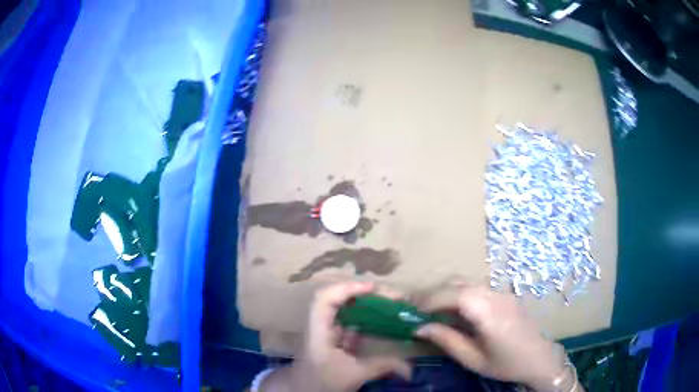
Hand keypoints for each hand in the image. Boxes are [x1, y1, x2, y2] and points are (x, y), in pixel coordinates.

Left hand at [261, 282, 410, 391]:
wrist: (304, 391)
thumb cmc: (322, 381)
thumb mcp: (353, 375)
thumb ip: (382, 367)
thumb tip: (411, 368)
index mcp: (318, 330)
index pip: (325, 299)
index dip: (347, 288)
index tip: (372, 288)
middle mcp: (321, 326)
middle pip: (340, 300)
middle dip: (366, 295)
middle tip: (392, 297)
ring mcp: (327, 332)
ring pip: (347, 311)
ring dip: (368, 305)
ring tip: (392, 303)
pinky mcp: (335, 341)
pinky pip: (351, 324)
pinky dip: (367, 320)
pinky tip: (383, 321)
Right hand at [414, 284, 572, 390]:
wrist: (539, 358)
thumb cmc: (506, 364)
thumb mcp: (473, 359)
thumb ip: (447, 340)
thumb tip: (420, 328)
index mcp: (489, 313)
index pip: (456, 294)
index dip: (432, 298)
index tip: (414, 310)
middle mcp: (496, 296)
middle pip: (460, 283)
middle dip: (436, 294)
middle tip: (420, 311)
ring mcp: (502, 293)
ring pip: (468, 283)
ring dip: (448, 293)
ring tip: (434, 312)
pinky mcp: (505, 295)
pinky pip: (478, 289)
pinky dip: (461, 295)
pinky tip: (457, 313)